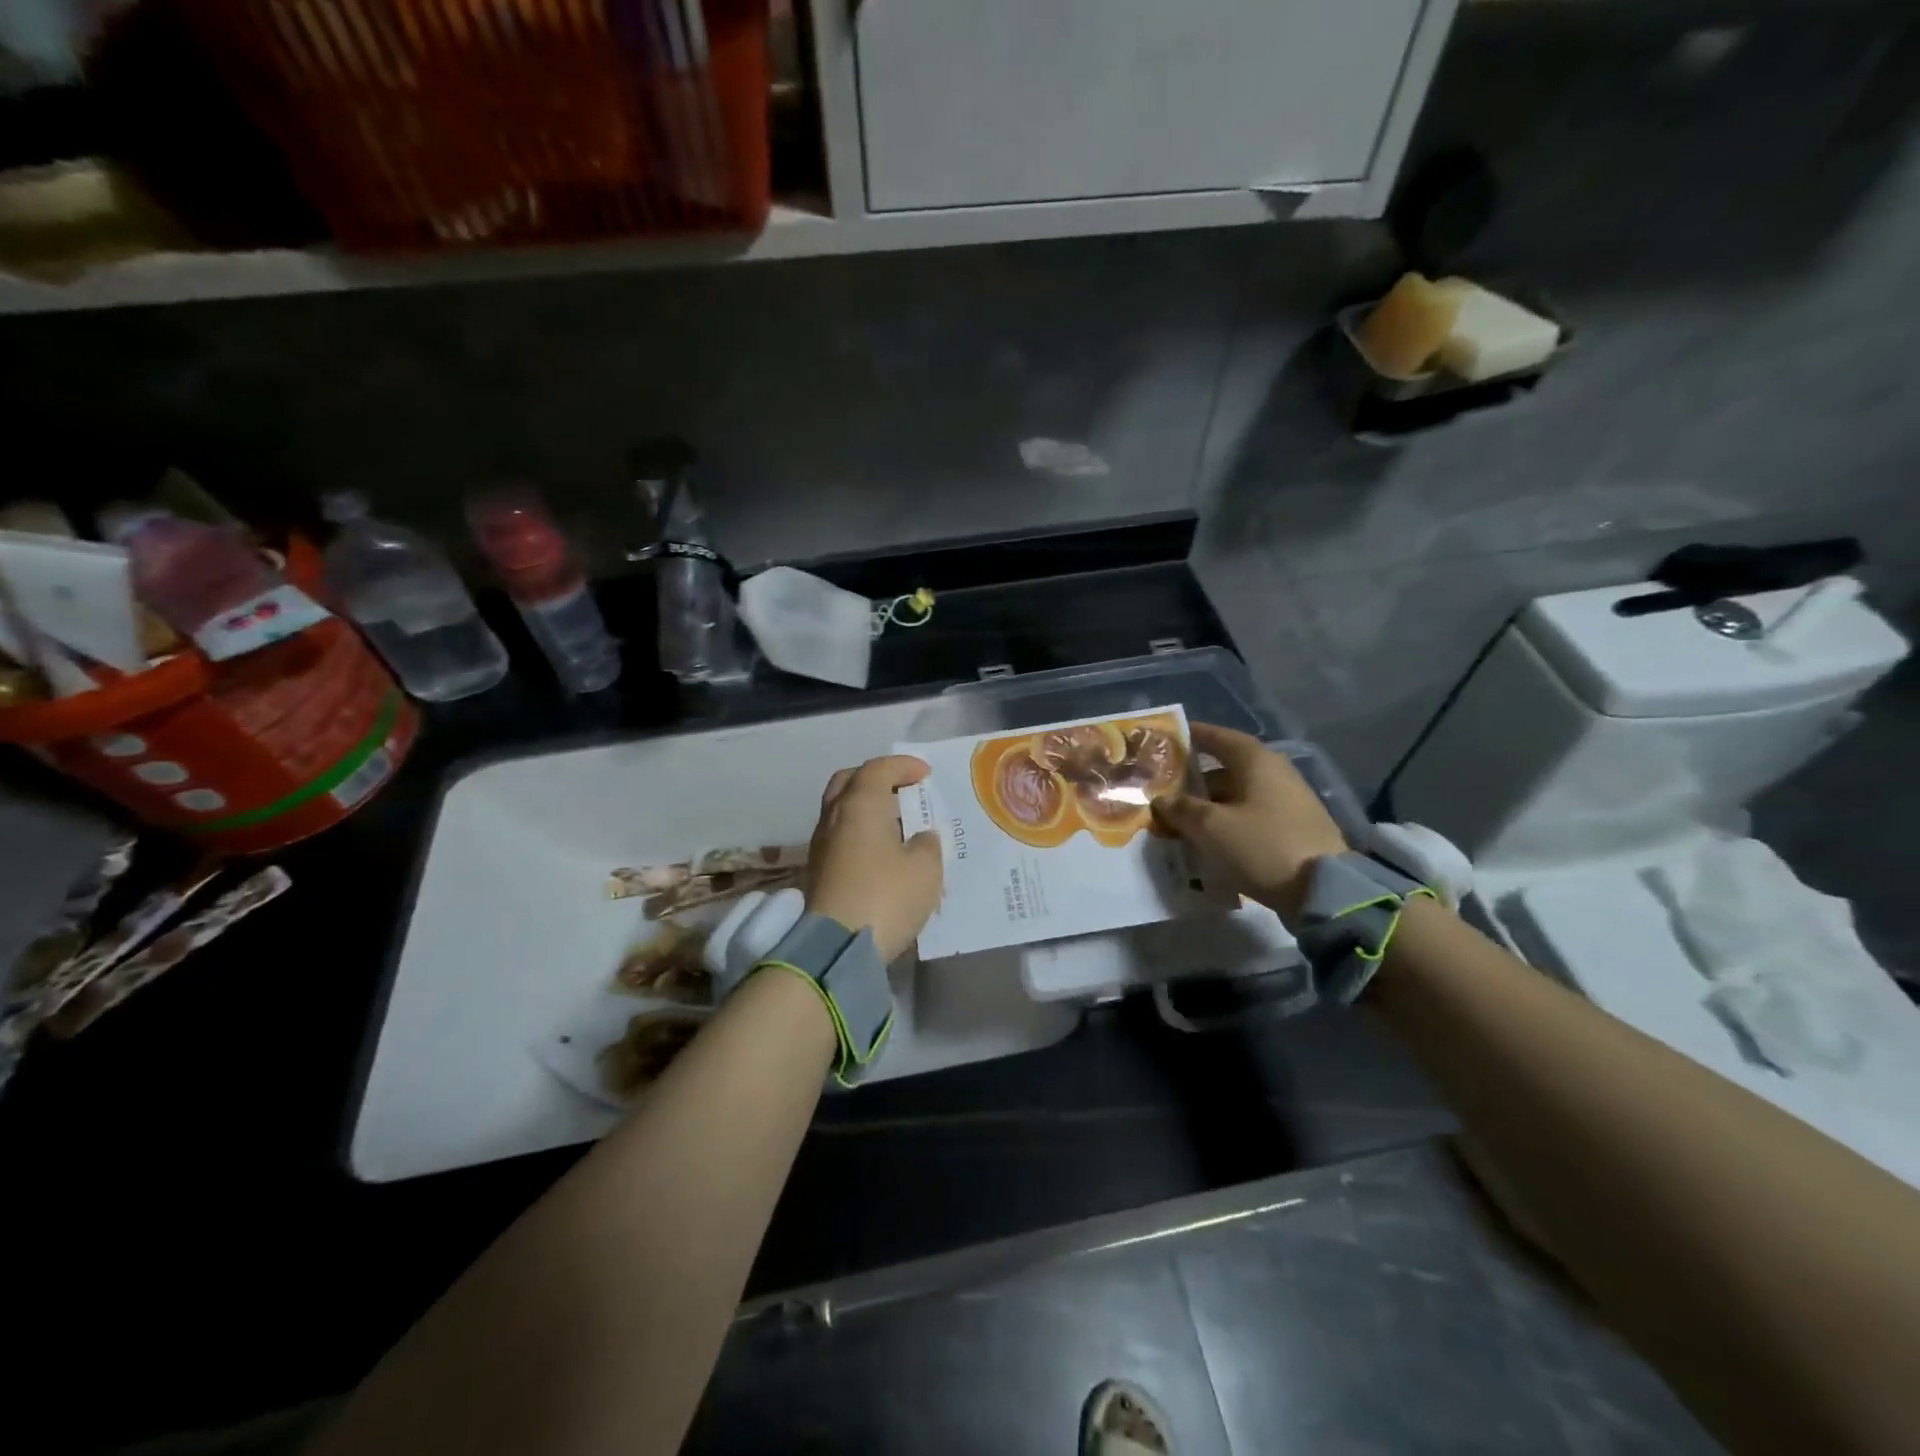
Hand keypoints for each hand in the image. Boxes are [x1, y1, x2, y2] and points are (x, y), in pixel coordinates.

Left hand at [804, 756, 943, 962]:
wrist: (837, 946)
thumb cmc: (886, 896)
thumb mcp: (925, 869)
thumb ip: (927, 845)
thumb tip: (919, 838)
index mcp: (860, 805)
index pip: (878, 769)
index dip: (903, 766)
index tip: (925, 774)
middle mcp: (834, 817)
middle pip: (849, 782)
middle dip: (875, 778)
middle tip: (901, 789)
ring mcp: (820, 844)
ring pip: (840, 810)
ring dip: (866, 807)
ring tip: (895, 822)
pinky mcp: (817, 871)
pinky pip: (839, 836)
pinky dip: (859, 832)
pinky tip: (881, 851)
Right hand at [1152, 722, 1348, 923]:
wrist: (1323, 891)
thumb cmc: (1261, 845)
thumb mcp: (1211, 827)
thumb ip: (1181, 809)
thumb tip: (1161, 800)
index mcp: (1257, 761)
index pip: (1219, 737)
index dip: (1192, 736)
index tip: (1167, 740)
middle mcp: (1275, 773)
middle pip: (1226, 769)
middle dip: (1194, 779)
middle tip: (1163, 790)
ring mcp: (1288, 803)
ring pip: (1237, 796)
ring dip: (1208, 805)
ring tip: (1179, 821)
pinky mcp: (1293, 830)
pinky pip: (1250, 817)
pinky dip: (1227, 823)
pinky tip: (1208, 840)